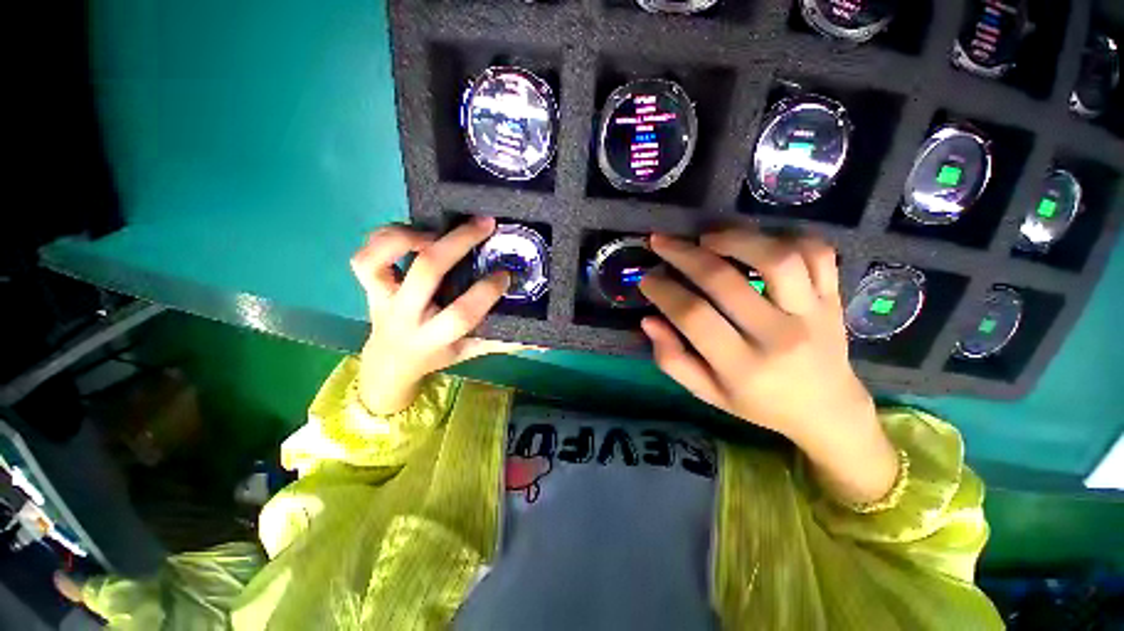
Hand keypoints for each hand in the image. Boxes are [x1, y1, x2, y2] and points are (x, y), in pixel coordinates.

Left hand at [350, 217, 524, 414]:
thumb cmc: (436, 356)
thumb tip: (542, 340)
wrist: (390, 361)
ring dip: (406, 236)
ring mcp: (381, 298)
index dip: (486, 291)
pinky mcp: (368, 286)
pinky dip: (385, 237)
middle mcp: (404, 316)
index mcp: (433, 337)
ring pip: (376, 260)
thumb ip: (503, 343)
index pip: (461, 313)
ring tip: (436, 231)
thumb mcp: (471, 353)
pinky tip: (414, 235)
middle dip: (459, 243)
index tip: (506, 275)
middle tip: (485, 225)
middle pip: (427, 272)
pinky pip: (364, 256)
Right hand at [639, 228, 896, 503]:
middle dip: (683, 255)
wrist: (827, 410)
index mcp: (743, 367)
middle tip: (661, 243)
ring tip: (707, 237)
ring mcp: (813, 313)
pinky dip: (786, 237)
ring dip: (735, 239)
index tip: (646, 279)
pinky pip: (817, 253)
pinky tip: (758, 242)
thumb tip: (649, 320)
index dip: (663, 292)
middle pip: (724, 281)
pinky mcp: (833, 297)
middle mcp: (779, 336)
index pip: (693, 317)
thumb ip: (673, 360)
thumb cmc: (758, 403)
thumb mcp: (707, 393)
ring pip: (777, 258)